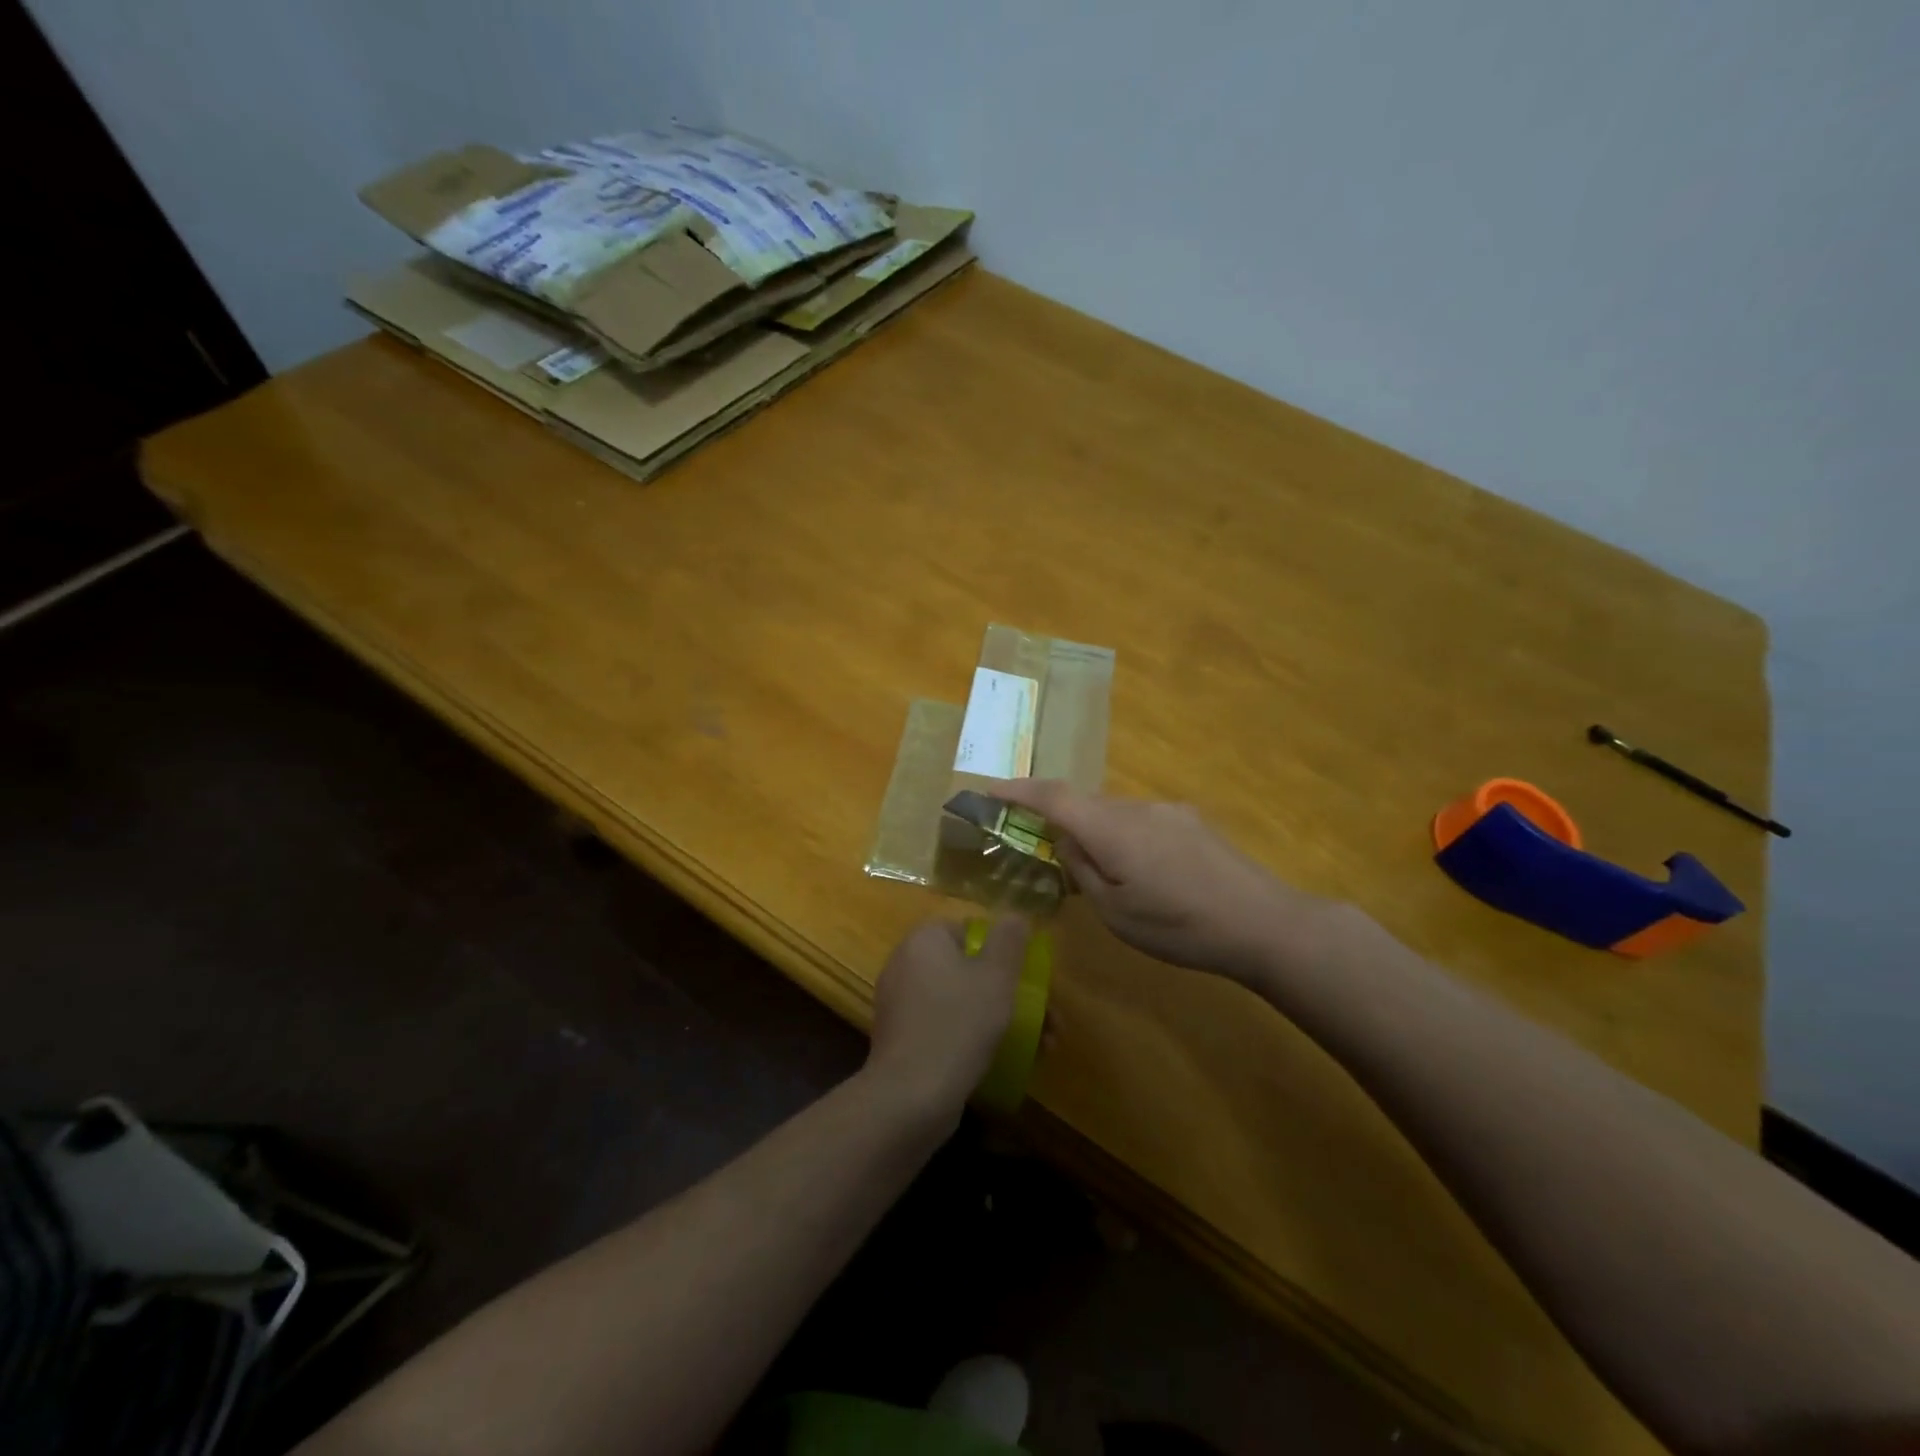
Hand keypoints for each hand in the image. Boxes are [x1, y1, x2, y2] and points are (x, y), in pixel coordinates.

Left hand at [865, 918, 1025, 1119]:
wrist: (910, 1095)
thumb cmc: (958, 1023)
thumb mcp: (996, 976)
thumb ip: (1008, 941)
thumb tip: (1014, 916)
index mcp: (924, 940)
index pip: (968, 930)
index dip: (1002, 951)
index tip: (1029, 978)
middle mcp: (905, 964)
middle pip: (968, 969)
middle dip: (1010, 992)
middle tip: (1048, 1020)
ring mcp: (901, 1004)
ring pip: (961, 1001)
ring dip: (1000, 1018)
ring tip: (1041, 1048)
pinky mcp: (902, 1040)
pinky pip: (945, 1027)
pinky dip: (972, 1037)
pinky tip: (1004, 1061)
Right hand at [988, 779, 1332, 979]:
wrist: (1264, 923)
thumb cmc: (1179, 927)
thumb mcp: (1115, 912)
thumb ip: (1082, 869)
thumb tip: (1067, 840)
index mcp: (1110, 828)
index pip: (1053, 796)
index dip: (1019, 790)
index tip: (990, 788)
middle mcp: (1136, 807)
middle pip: (1085, 805)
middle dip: (1063, 824)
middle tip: (1055, 859)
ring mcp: (1169, 810)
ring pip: (1116, 814)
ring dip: (1100, 835)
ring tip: (1113, 881)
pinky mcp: (1193, 822)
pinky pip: (1143, 821)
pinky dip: (1128, 839)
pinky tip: (1150, 876)